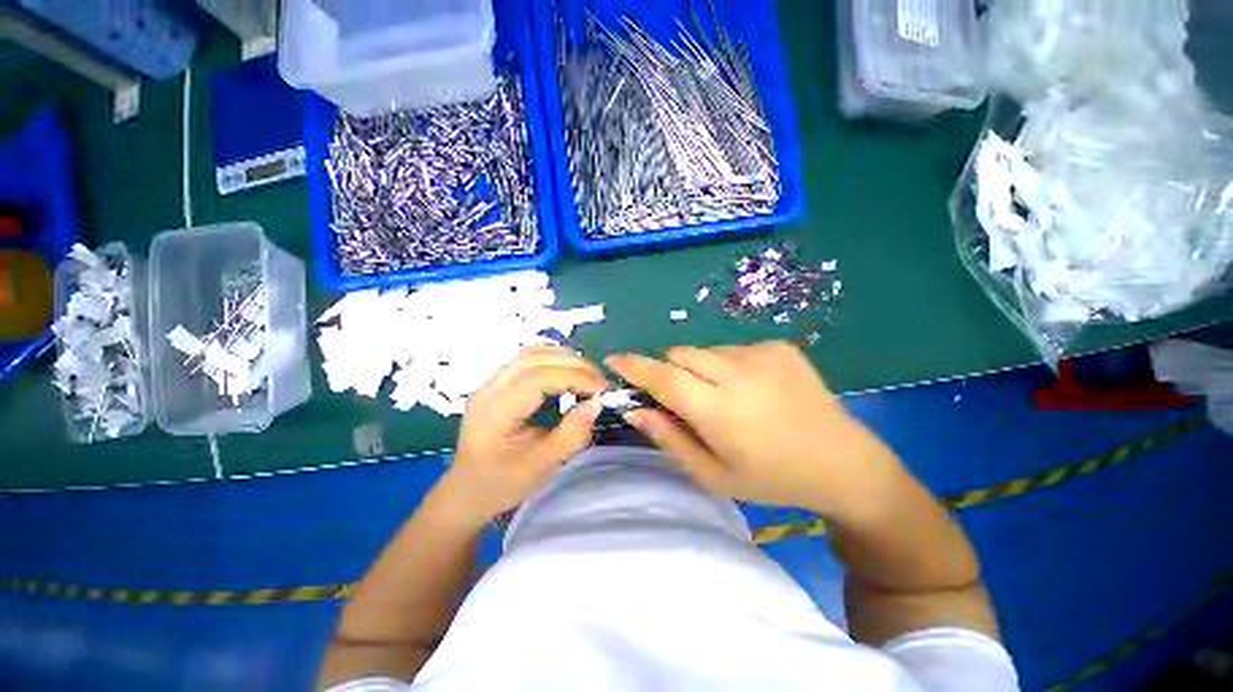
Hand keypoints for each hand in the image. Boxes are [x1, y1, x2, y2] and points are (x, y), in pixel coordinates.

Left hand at [437, 347, 607, 523]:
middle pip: (534, 358)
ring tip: (588, 375)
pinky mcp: (497, 383)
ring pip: (530, 354)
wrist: (466, 490)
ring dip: (564, 358)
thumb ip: (571, 434)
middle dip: (573, 364)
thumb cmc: (502, 484)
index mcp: (494, 412)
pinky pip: (527, 360)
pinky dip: (553, 360)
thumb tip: (597, 403)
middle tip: (600, 381)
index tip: (602, 389)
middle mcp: (489, 389)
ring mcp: (490, 383)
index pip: (538, 378)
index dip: (574, 377)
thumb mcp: (541, 466)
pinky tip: (568, 371)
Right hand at [607, 342, 894, 513]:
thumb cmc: (772, 478)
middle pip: (680, 354)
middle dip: (669, 370)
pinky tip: (752, 389)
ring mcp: (762, 354)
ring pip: (706, 350)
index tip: (614, 360)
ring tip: (724, 397)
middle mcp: (738, 372)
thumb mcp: (713, 475)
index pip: (662, 376)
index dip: (634, 365)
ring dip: (700, 369)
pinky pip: (733, 348)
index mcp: (719, 409)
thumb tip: (635, 410)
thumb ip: (669, 439)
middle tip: (683, 397)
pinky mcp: (780, 346)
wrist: (844, 463)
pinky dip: (728, 365)